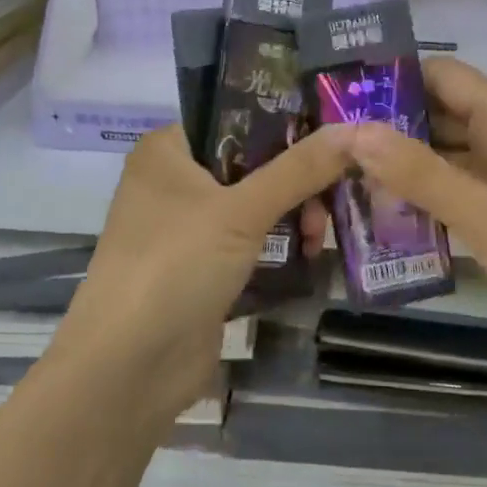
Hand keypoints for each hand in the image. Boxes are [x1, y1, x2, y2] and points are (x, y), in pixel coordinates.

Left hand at [50, 123, 351, 431]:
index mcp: (169, 151)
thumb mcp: (241, 210)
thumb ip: (299, 169)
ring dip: (293, 216)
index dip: (287, 122)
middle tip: (332, 199)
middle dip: (297, 181)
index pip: (235, 117)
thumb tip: (357, 129)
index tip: (336, 131)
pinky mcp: (204, 269)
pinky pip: (252, 243)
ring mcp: (188, 229)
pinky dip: (281, 247)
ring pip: (256, 205)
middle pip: (252, 163)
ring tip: (319, 238)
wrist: (129, 368)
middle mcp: (175, 182)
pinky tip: (311, 256)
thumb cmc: (175, 266)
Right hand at [348, 58, 486, 371]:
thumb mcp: (483, 213)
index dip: (393, 77)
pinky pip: (468, 190)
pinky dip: (434, 197)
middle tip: (332, 145)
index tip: (341, 96)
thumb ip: (419, 172)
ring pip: (453, 155)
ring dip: (409, 164)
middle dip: (392, 125)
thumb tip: (354, 130)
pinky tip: (395, 217)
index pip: (441, 74)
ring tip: (349, 180)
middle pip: (443, 113)